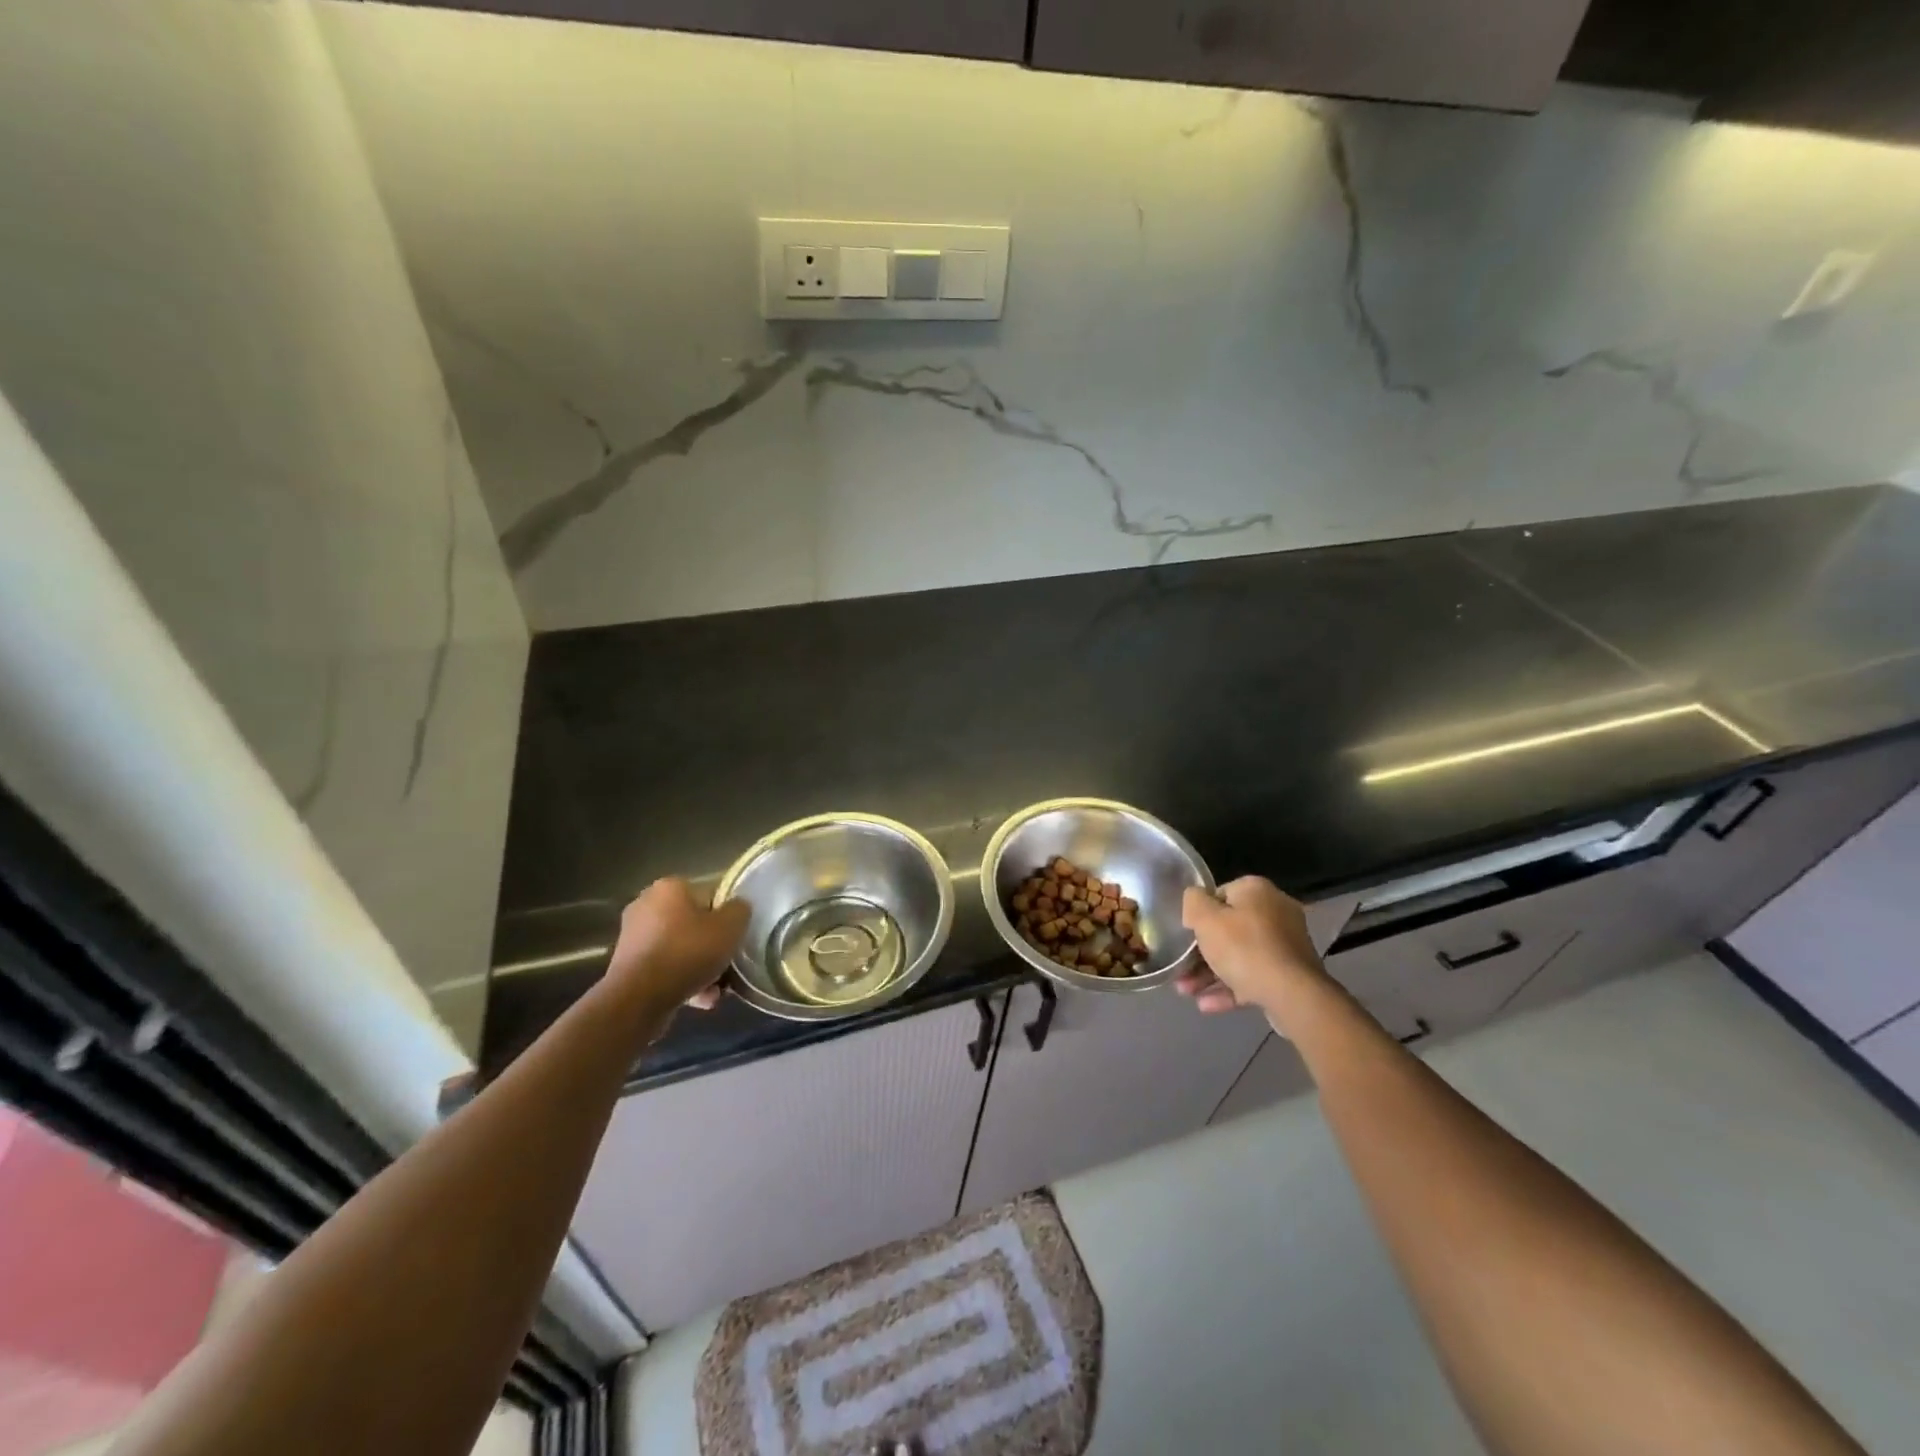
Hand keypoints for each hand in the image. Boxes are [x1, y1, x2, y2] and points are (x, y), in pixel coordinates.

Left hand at [605, 878, 748, 1012]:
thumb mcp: (730, 926)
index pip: (709, 894)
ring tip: (716, 990)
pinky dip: (681, 981)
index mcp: (670, 887)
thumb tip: (737, 908)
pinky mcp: (627, 966)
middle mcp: (646, 905)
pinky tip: (699, 1000)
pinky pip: (664, 968)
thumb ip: (740, 910)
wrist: (639, 998)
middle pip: (693, 923)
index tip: (735, 938)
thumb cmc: (687, 952)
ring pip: (680, 949)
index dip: (726, 916)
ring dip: (699, 967)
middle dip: (711, 946)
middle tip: (727, 964)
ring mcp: (633, 936)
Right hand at [1176, 877, 1329, 1022]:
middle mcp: (1275, 912)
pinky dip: (1230, 988)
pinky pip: (1253, 976)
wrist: (1292, 995)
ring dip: (1210, 974)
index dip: (1199, 915)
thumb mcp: (1205, 918)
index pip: (1219, 895)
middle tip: (1181, 970)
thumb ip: (1193, 902)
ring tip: (1186, 992)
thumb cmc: (1243, 949)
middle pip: (1228, 929)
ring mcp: (1285, 945)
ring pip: (1239, 956)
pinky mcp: (1289, 975)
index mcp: (1256, 891)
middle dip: (1201, 953)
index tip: (1186, 935)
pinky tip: (1206, 1005)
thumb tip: (1195, 902)